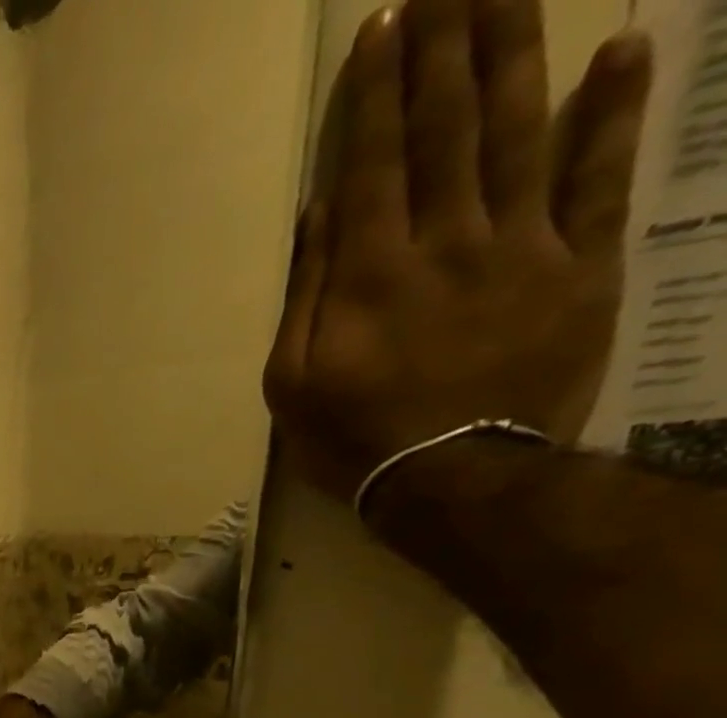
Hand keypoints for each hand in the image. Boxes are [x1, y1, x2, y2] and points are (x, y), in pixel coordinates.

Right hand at [264, 0, 652, 503]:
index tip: (381, 25)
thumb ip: (306, 295)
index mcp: (371, 273)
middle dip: (445, 46)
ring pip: (521, 130)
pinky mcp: (579, 263)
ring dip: (516, 51)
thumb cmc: (353, 436)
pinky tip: (619, 51)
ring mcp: (521, 245)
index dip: (375, 92)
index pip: (372, 162)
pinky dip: (612, 113)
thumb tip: (320, 213)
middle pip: (447, 127)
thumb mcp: (293, 382)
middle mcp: (447, 239)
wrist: (452, 478)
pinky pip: (597, 178)